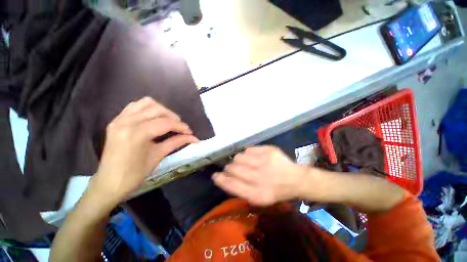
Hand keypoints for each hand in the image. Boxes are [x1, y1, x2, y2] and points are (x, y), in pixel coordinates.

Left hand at [91, 97, 198, 202]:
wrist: (109, 182)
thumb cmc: (135, 174)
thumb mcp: (158, 156)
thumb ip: (176, 142)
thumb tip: (193, 137)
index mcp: (137, 134)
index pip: (166, 123)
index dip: (181, 126)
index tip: (190, 132)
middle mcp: (127, 122)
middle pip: (158, 109)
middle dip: (173, 117)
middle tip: (180, 128)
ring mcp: (120, 119)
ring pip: (147, 103)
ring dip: (162, 110)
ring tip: (168, 121)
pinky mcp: (117, 120)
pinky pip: (135, 106)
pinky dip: (148, 109)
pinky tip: (154, 119)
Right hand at [213, 146, 307, 205]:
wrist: (295, 179)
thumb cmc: (275, 190)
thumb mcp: (258, 197)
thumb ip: (240, 189)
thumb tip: (224, 177)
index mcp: (257, 194)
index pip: (231, 185)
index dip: (221, 179)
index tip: (215, 175)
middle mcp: (260, 178)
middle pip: (233, 169)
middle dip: (230, 168)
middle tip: (233, 168)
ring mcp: (265, 162)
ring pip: (239, 157)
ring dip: (238, 160)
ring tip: (246, 163)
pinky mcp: (268, 150)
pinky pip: (248, 150)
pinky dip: (247, 154)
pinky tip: (254, 158)